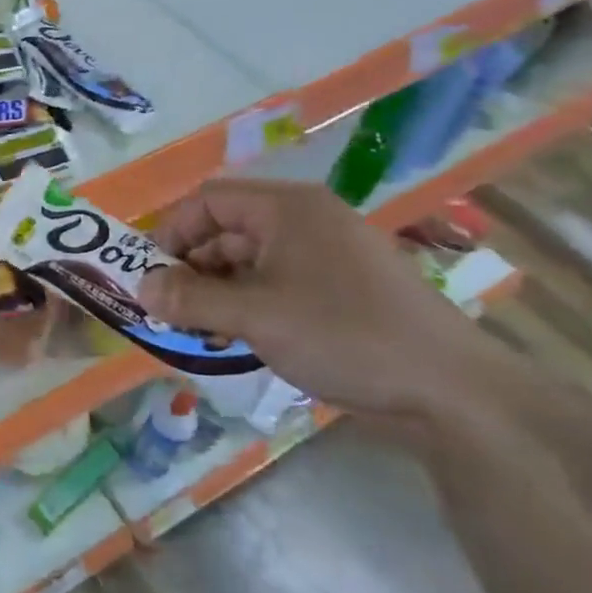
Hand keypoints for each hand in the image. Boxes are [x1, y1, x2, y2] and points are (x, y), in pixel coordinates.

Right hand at [139, 178, 488, 417]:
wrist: (451, 391)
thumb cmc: (344, 335)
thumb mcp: (256, 316)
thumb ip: (191, 299)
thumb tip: (139, 289)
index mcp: (287, 208)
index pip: (208, 201)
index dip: (172, 233)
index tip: (150, 276)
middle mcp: (305, 220)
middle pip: (227, 229)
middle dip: (192, 267)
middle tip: (170, 310)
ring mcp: (326, 254)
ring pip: (250, 260)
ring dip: (218, 290)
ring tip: (201, 330)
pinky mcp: (340, 288)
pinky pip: (276, 283)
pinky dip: (249, 304)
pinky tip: (239, 337)